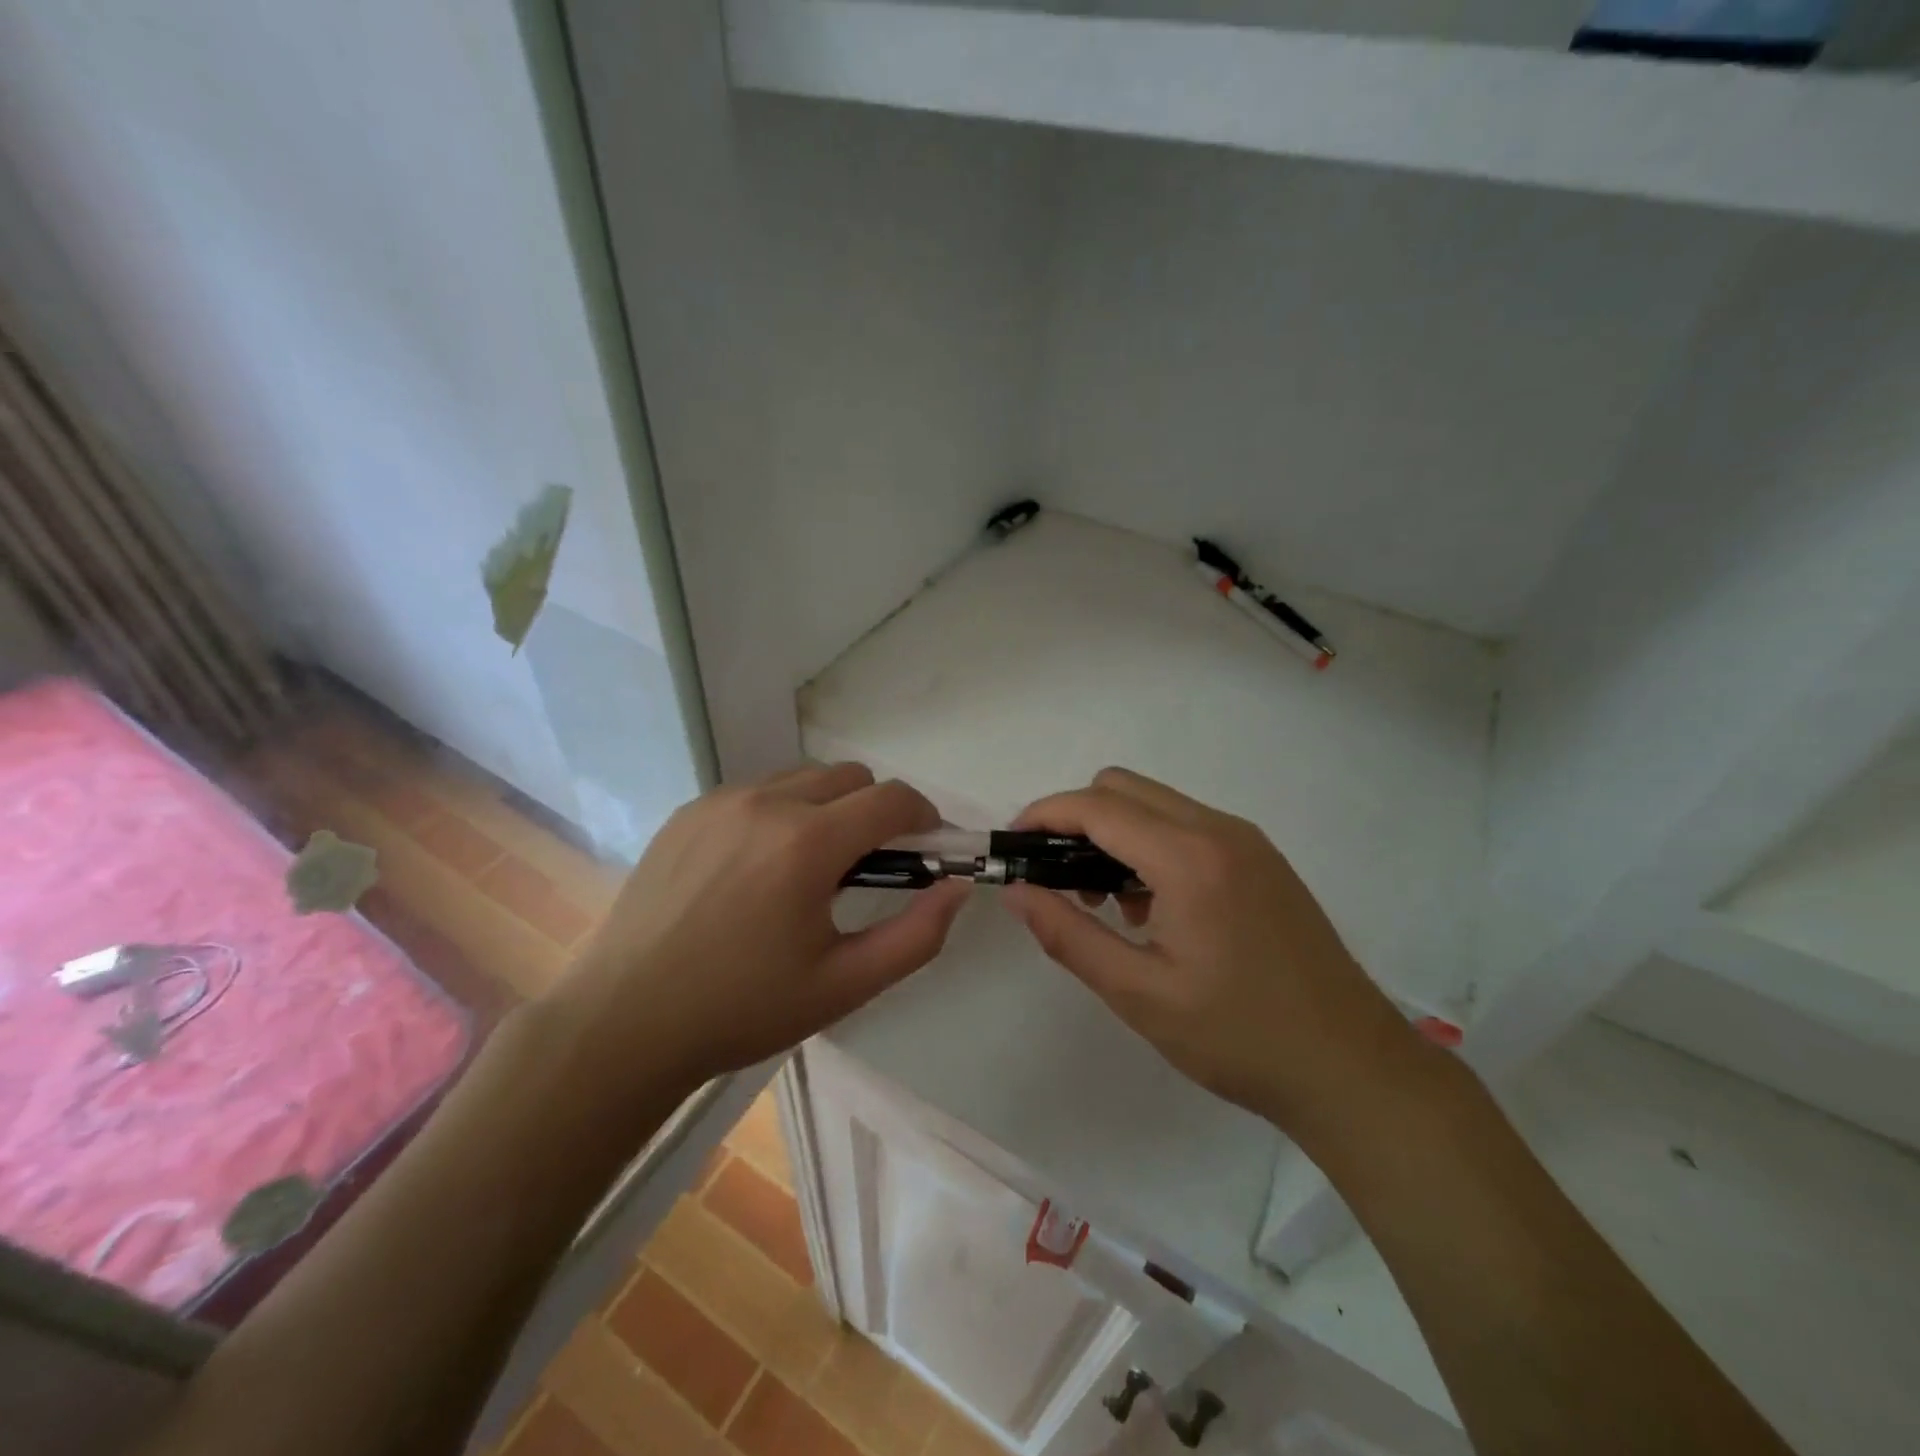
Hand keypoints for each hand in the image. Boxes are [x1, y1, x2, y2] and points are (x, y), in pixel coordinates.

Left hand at [548, 763, 968, 1102]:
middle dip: (876, 810)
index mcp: (806, 843)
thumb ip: (916, 936)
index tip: (926, 848)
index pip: (892, 799)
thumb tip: (956, 887)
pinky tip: (758, 869)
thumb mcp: (844, 985)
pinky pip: (756, 792)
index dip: (923, 817)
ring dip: (828, 808)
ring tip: (810, 868)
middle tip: (868, 865)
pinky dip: (780, 813)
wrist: (624, 1022)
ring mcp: (720, 802)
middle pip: (850, 776)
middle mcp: (765, 803)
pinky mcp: (688, 812)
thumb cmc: (742, 1009)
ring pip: (802, 778)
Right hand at [1002, 768, 1418, 1138]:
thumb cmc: (1239, 1037)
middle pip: (1122, 787)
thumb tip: (1015, 891)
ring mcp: (1246, 840)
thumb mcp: (1139, 994)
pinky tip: (1153, 909)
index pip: (1096, 806)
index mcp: (1189, 857)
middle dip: (1076, 820)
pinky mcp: (1261, 859)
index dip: (1044, 816)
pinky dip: (1150, 845)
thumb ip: (1067, 935)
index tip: (1012, 846)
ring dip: (1114, 833)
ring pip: (1154, 803)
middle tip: (1057, 881)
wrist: (1352, 1069)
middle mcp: (1219, 829)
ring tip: (1106, 905)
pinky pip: (1186, 826)